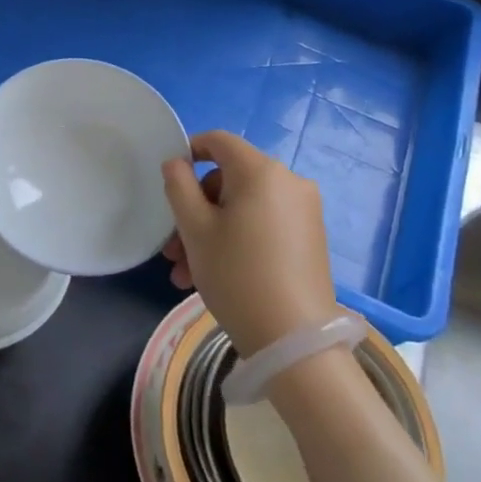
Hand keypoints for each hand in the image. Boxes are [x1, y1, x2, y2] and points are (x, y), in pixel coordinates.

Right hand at [161, 131, 338, 357]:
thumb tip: (177, 163)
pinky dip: (238, 240)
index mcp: (261, 170)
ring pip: (244, 208)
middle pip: (229, 180)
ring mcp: (304, 211)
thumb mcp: (195, 229)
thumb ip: (179, 186)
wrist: (295, 341)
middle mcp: (289, 181)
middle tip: (173, 250)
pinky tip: (215, 276)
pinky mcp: (311, 238)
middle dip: (196, 210)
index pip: (219, 141)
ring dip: (211, 232)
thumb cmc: (237, 275)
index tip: (169, 181)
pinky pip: (264, 224)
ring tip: (186, 274)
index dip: (190, 151)